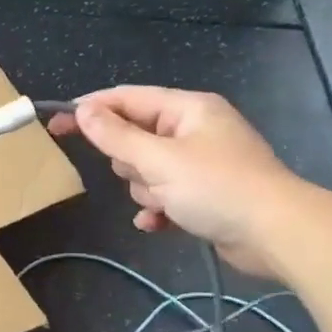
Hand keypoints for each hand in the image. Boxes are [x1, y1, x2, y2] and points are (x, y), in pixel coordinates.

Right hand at [47, 87, 301, 277]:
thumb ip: (116, 136)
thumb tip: (83, 111)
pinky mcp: (205, 194)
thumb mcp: (158, 160)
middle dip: (130, 164)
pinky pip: (164, 195)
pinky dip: (158, 209)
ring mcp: (201, 163)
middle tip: (146, 176)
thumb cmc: (216, 187)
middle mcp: (194, 130)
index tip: (56, 124)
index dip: (89, 109)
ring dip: (146, 190)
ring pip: (146, 171)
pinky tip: (158, 223)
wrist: (276, 233)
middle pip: (134, 138)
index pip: (126, 98)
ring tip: (166, 203)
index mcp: (187, 109)